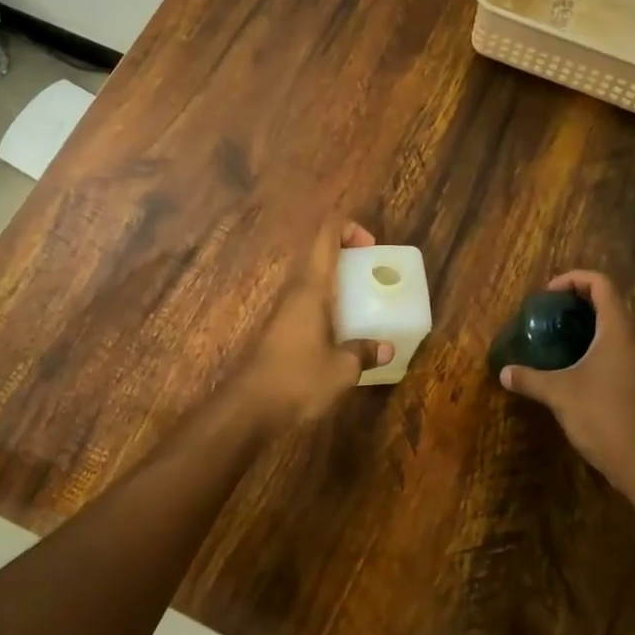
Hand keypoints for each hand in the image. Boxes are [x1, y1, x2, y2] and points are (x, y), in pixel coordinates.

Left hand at [233, 221, 393, 424]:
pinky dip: (329, 304)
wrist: (249, 406)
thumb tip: (386, 347)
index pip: (327, 235)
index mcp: (312, 287)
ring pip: (314, 279)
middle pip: (320, 253)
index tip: (372, 247)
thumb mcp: (342, 369)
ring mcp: (285, 309)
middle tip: (374, 275)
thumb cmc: (297, 379)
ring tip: (366, 303)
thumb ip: (364, 353)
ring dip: (339, 282)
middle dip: (349, 255)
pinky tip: (345, 331)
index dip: (350, 228)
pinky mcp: (280, 328)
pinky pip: (309, 302)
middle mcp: (296, 290)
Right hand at [498, 271, 634, 495]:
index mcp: (618, 330)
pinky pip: (619, 351)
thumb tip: (504, 373)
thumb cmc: (602, 415)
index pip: (601, 284)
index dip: (574, 279)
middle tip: (549, 315)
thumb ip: (530, 379)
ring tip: (558, 339)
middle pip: (609, 303)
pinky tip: (576, 369)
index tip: (549, 295)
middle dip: (578, 302)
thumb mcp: (559, 394)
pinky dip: (597, 347)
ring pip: (616, 329)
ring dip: (589, 326)